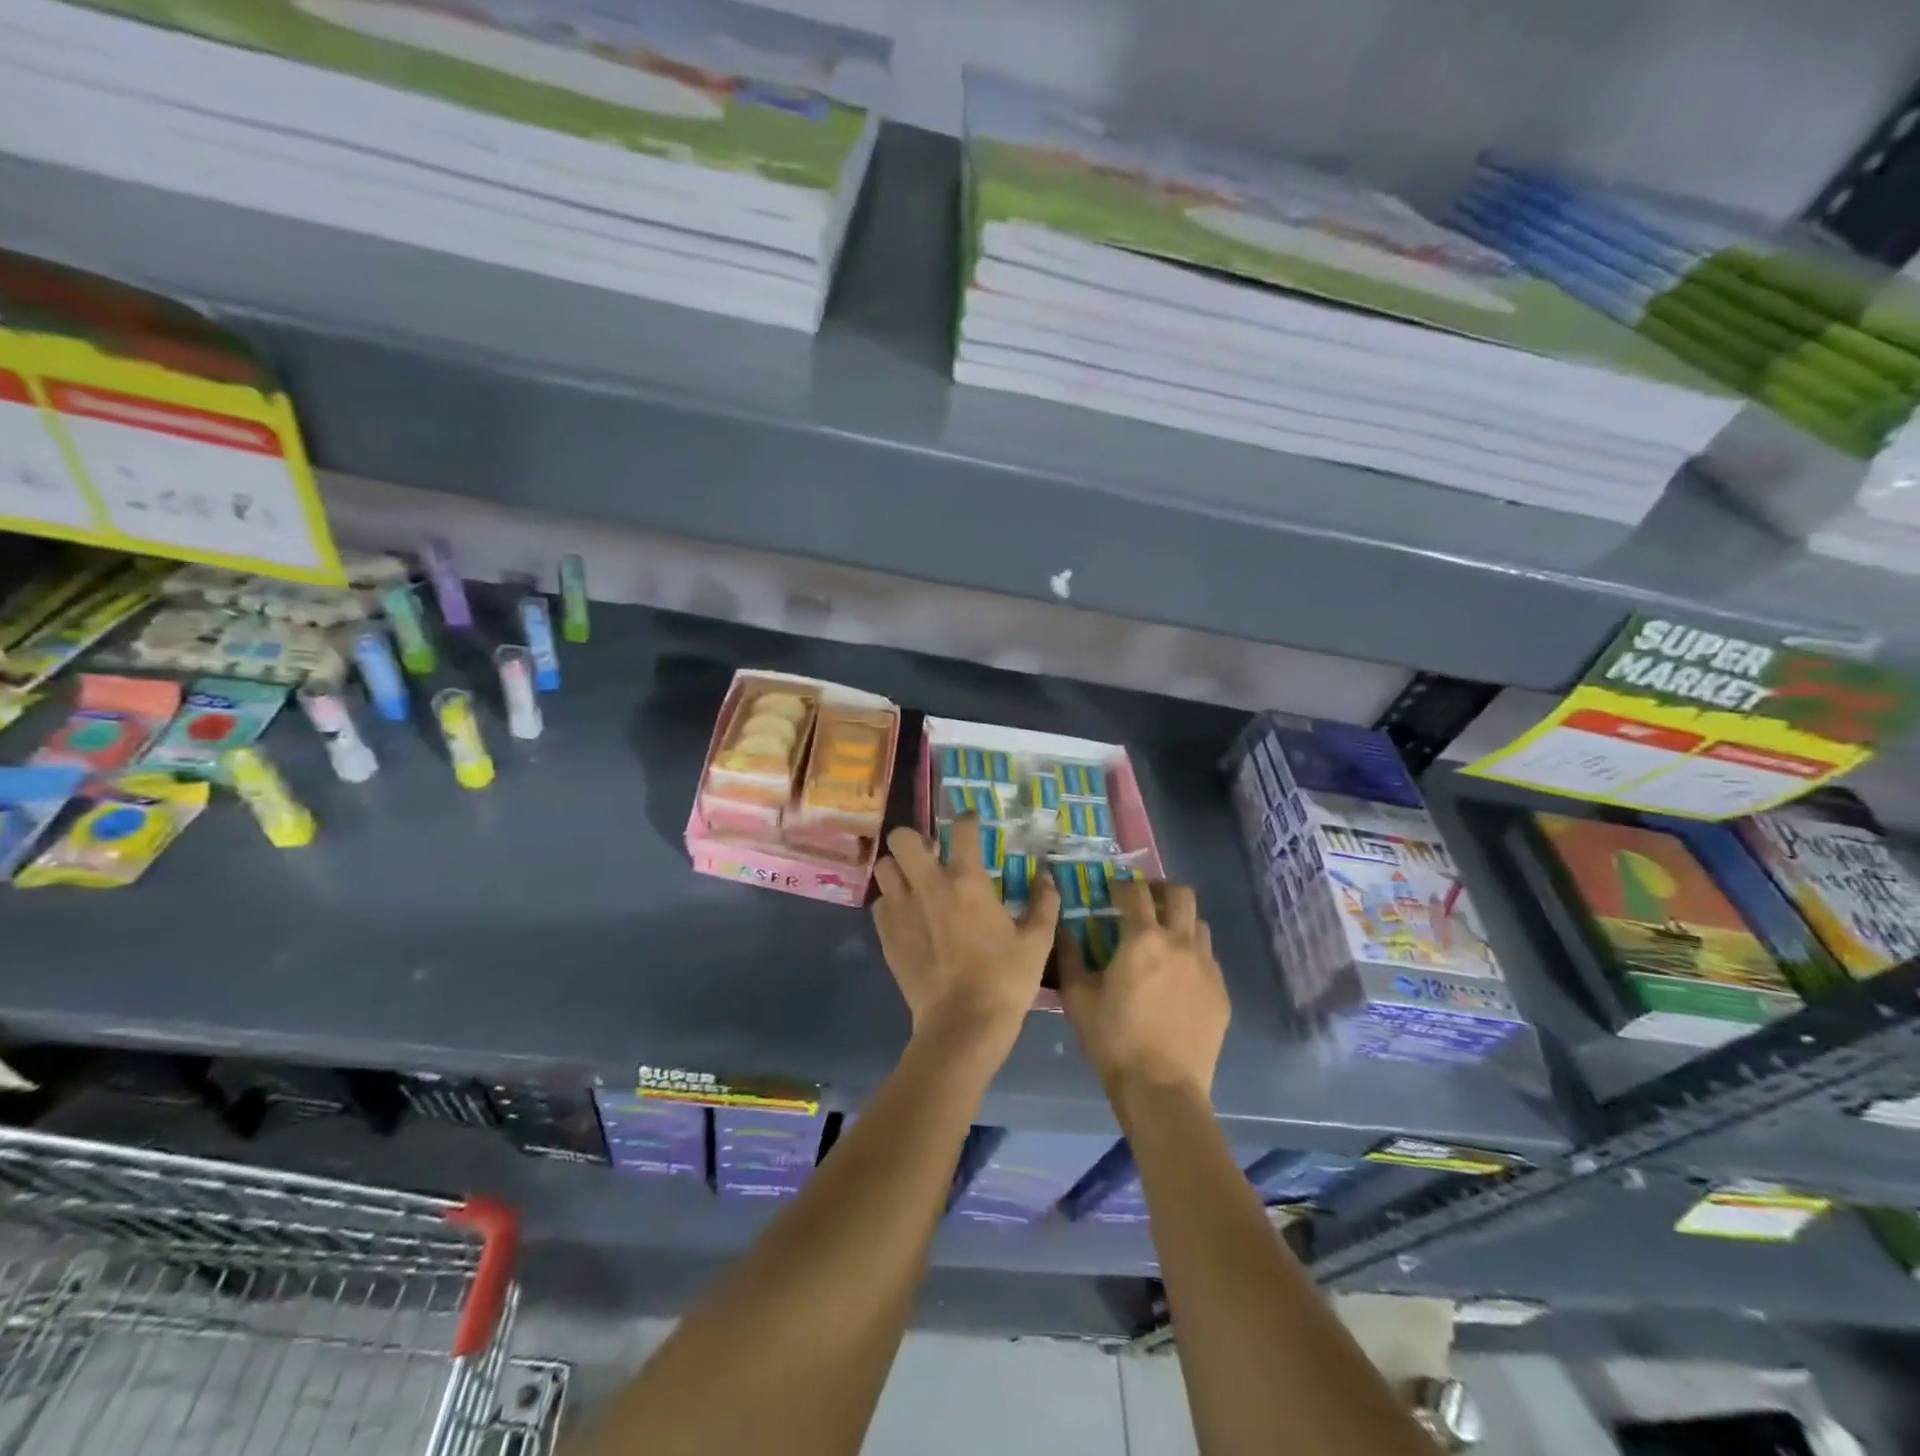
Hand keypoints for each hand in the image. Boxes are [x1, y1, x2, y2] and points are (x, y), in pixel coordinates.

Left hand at [872, 816, 1060, 1054]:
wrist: (962, 1025)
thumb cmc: (1005, 980)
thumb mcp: (1037, 941)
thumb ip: (1044, 903)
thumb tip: (1046, 876)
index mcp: (967, 882)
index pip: (962, 830)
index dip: (967, 819)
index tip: (971, 821)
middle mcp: (928, 886)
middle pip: (903, 839)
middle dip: (915, 840)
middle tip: (932, 855)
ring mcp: (902, 910)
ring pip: (885, 868)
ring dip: (899, 869)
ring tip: (915, 882)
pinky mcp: (886, 935)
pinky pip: (881, 903)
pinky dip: (892, 902)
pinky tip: (908, 915)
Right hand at [1059, 878, 1227, 1099]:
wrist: (1162, 1089)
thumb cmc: (1114, 1040)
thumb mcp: (1078, 997)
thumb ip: (1070, 956)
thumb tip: (1063, 929)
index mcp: (1143, 939)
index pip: (1136, 893)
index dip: (1123, 885)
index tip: (1113, 890)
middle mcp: (1180, 943)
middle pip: (1181, 895)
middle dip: (1161, 890)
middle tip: (1145, 902)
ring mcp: (1206, 967)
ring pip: (1199, 925)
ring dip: (1179, 921)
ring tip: (1163, 937)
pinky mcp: (1221, 993)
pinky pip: (1208, 959)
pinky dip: (1192, 954)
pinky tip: (1177, 976)